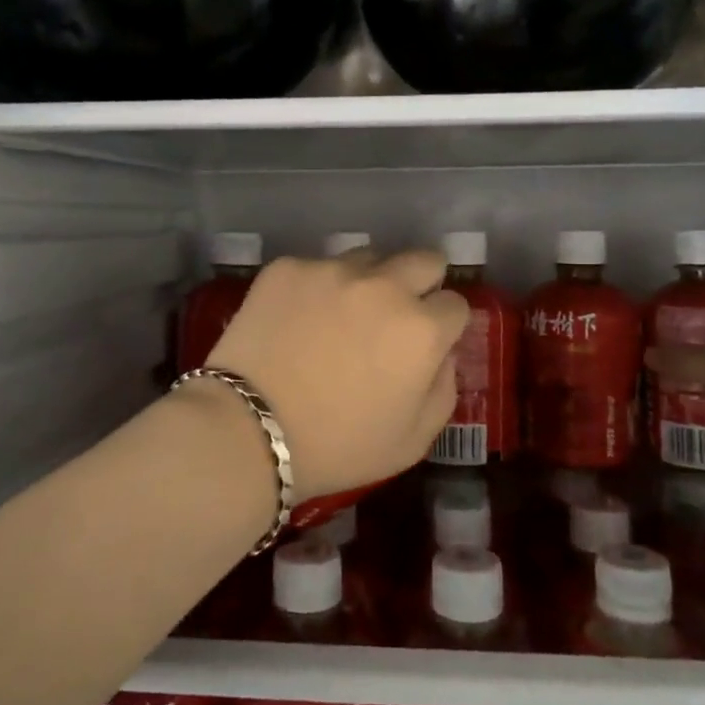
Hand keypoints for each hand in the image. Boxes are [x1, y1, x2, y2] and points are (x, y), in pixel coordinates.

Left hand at [204, 250, 470, 498]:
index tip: (427, 342)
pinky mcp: (289, 267)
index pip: (456, 303)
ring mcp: (332, 270)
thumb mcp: (414, 440)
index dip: (444, 325)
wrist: (248, 431)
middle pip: (424, 259)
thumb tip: (442, 353)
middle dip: (421, 282)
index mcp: (421, 329)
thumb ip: (443, 388)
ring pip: (369, 258)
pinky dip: (316, 288)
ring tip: (341, 315)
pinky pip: (317, 267)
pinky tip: (296, 320)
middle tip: (396, 313)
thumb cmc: (337, 447)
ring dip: (368, 280)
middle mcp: (384, 285)